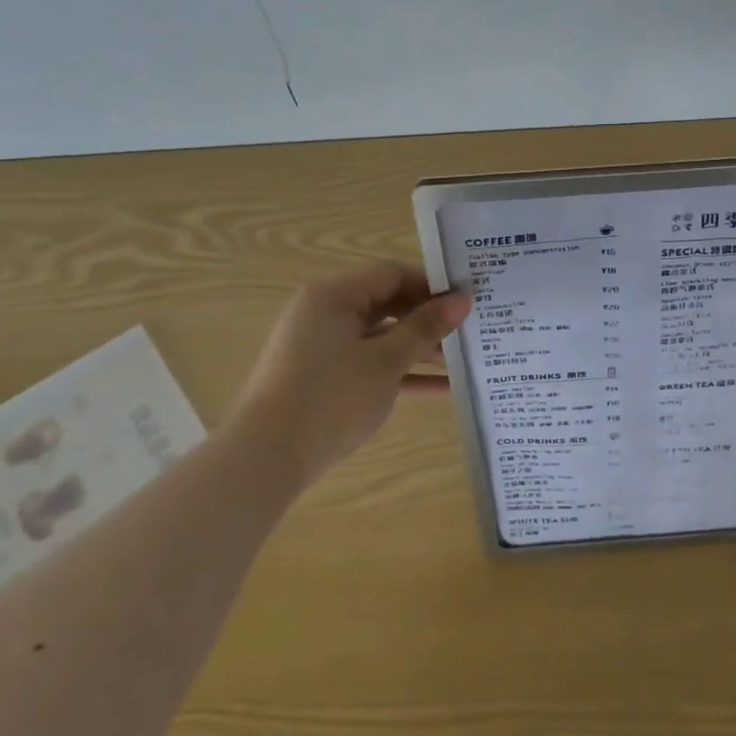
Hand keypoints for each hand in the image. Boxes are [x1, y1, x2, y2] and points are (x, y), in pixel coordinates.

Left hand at [226, 263, 470, 488]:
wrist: (265, 461)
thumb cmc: (330, 398)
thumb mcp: (386, 362)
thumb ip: (426, 328)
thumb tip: (462, 299)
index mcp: (334, 296)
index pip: (392, 274)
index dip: (432, 285)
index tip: (469, 300)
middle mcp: (324, 313)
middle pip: (387, 303)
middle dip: (429, 318)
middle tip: (471, 329)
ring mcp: (321, 347)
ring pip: (381, 337)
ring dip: (419, 348)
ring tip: (464, 360)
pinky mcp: (322, 379)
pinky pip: (369, 364)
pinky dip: (400, 372)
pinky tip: (442, 388)